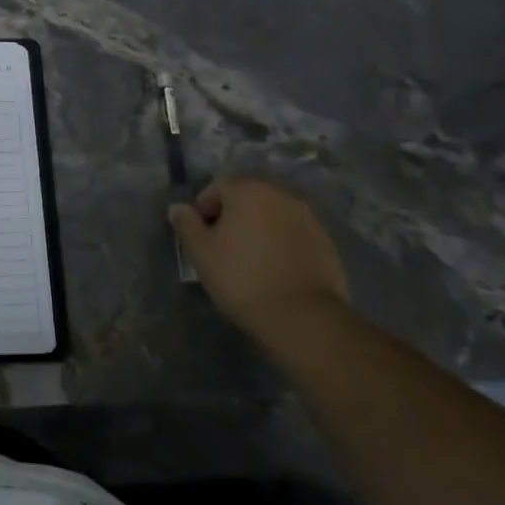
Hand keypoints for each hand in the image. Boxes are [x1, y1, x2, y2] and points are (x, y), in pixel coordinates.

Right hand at [169, 177, 348, 333]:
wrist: (303, 317)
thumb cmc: (242, 277)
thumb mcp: (200, 252)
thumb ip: (186, 224)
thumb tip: (178, 208)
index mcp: (248, 190)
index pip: (217, 187)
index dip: (203, 209)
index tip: (200, 237)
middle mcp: (280, 195)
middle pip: (247, 199)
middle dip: (232, 217)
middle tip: (222, 248)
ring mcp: (308, 218)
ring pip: (272, 216)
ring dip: (258, 230)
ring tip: (249, 261)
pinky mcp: (326, 242)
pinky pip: (292, 235)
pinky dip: (280, 244)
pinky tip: (274, 270)